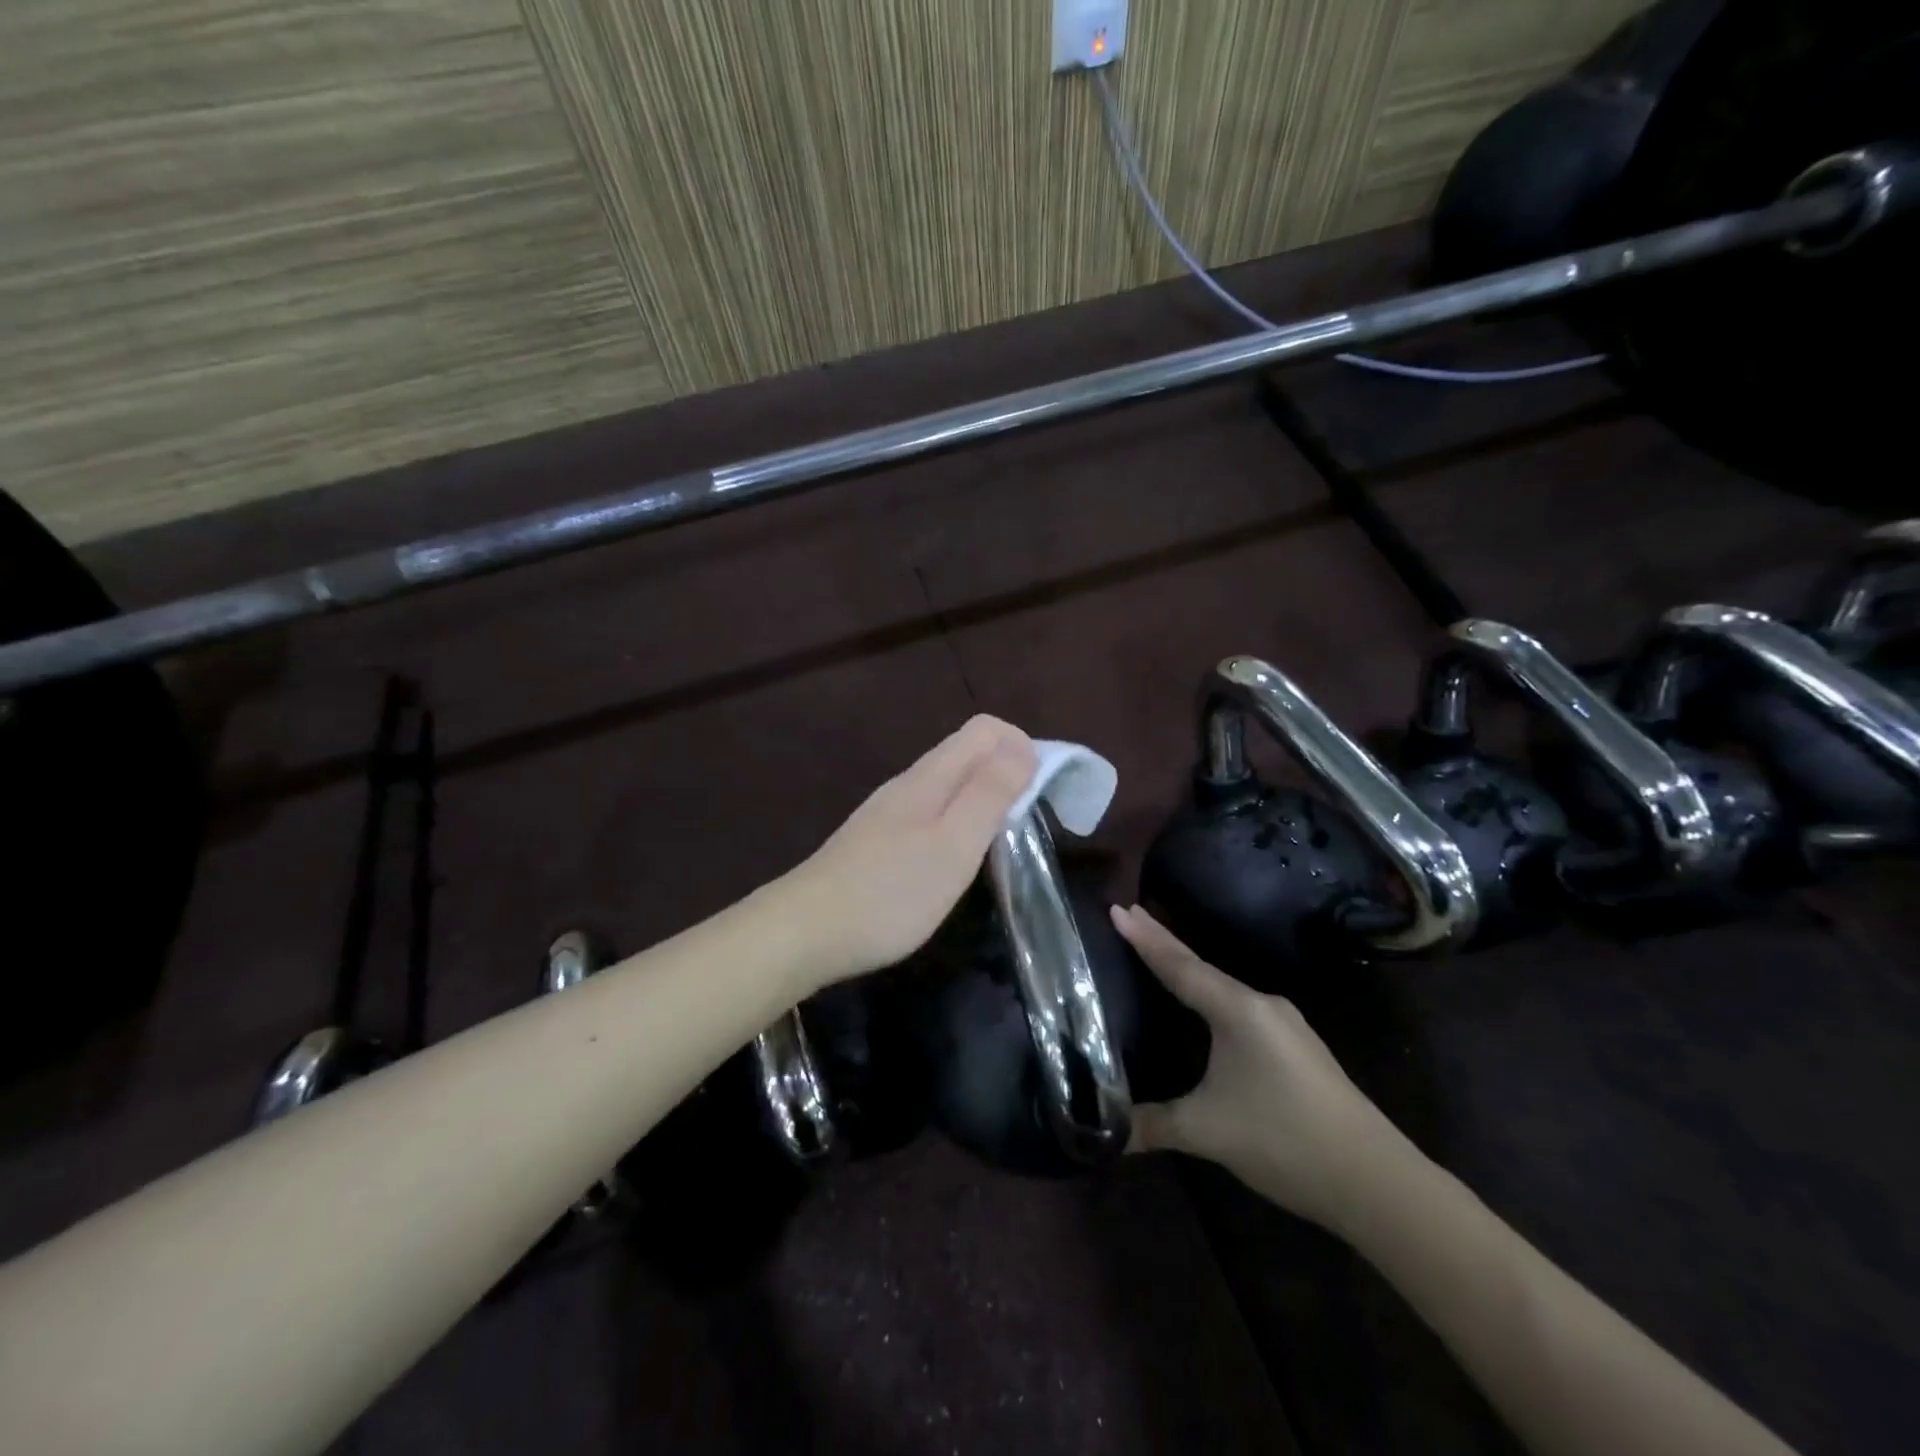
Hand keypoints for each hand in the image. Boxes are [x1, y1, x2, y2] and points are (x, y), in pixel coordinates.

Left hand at [787, 715, 1037, 982]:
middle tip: (1030, 819)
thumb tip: (1024, 747)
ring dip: (984, 796)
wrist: (805, 931)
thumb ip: (989, 794)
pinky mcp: (877, 840)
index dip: (1022, 746)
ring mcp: (889, 811)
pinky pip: (931, 811)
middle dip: (1007, 770)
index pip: (985, 729)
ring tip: (1002, 840)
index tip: (1043, 790)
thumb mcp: (953, 845)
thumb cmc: (890, 892)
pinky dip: (958, 820)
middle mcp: (908, 783)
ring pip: (949, 783)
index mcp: (930, 776)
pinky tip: (956, 859)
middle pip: (967, 752)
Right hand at [1111, 905, 1417, 1231]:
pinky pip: (1241, 1008)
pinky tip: (1205, 1008)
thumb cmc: (1285, 1140)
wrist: (1377, 1181)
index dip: (1145, 939)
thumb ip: (1153, 1125)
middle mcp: (1262, 1005)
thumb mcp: (1208, 1132)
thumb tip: (1108, 1133)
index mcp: (1238, 1010)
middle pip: (1201, 967)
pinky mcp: (1298, 1048)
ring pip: (1223, 988)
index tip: (1118, 907)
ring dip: (1189, 969)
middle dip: (1163, 942)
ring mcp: (1286, 1025)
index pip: (1180, 966)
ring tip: (1159, 954)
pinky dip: (1212, 996)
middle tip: (1130, 913)